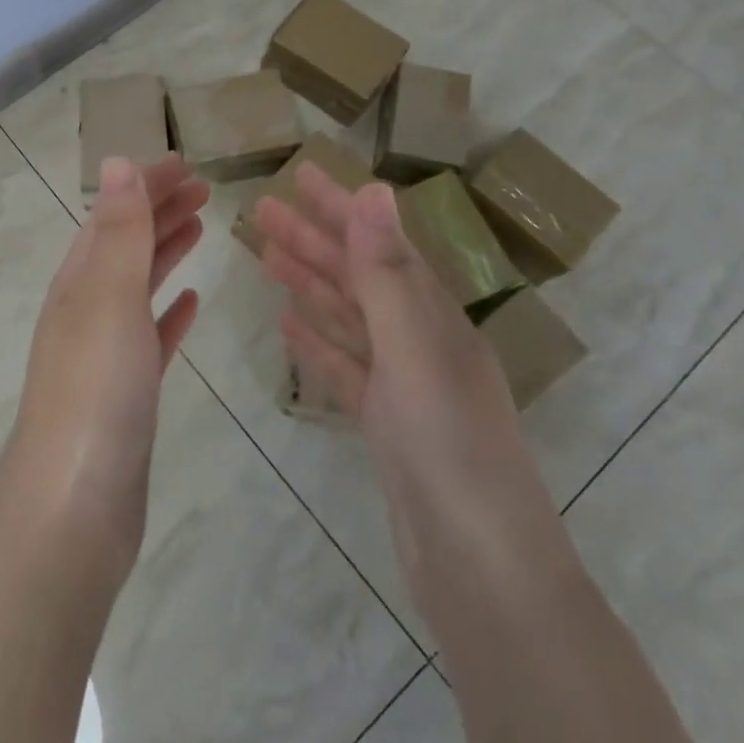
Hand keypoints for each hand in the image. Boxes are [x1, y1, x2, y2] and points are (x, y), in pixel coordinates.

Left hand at [0, 155, 208, 588]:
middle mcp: (85, 311)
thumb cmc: (96, 391)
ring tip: (200, 229)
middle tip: (204, 190)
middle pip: (124, 246)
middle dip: (159, 212)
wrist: (74, 507)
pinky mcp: (125, 395)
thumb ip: (117, 231)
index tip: (187, 164)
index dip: (146, 185)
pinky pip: (149, 336)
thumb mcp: (108, 297)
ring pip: (137, 287)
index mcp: (78, 283)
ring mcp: (103, 355)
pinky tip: (191, 304)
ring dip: (165, 253)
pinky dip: (168, 312)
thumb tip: (116, 161)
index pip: (113, 216)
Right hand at [252, 167, 550, 562]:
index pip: (379, 243)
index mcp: (433, 316)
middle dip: (312, 239)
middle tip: (261, 210)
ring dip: (310, 283)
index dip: (339, 207)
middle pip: (357, 276)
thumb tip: (374, 191)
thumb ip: (387, 274)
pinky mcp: (386, 423)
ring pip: (348, 317)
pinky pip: (345, 366)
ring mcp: (403, 383)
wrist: (482, 569)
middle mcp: (420, 340)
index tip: (300, 173)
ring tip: (267, 256)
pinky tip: (290, 325)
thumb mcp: (415, 352)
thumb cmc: (450, 450)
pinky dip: (318, 341)